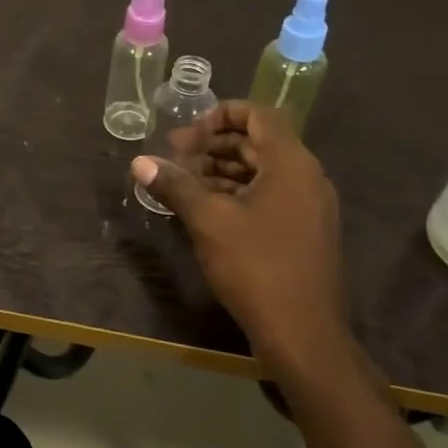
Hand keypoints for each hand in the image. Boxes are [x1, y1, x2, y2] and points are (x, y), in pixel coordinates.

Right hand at [132, 101, 352, 373]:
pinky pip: (268, 196)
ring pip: (261, 171)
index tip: (185, 134)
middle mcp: (306, 177)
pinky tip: (204, 210)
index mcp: (290, 163)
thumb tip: (139, 161)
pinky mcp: (302, 231)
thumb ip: (175, 185)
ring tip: (182, 183)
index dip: (219, 114)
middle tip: (174, 158)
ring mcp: (308, 206)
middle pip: (258, 142)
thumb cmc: (256, 267)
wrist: (303, 333)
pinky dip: (236, 194)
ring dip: (221, 170)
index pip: (259, 114)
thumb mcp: (208, 221)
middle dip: (213, 145)